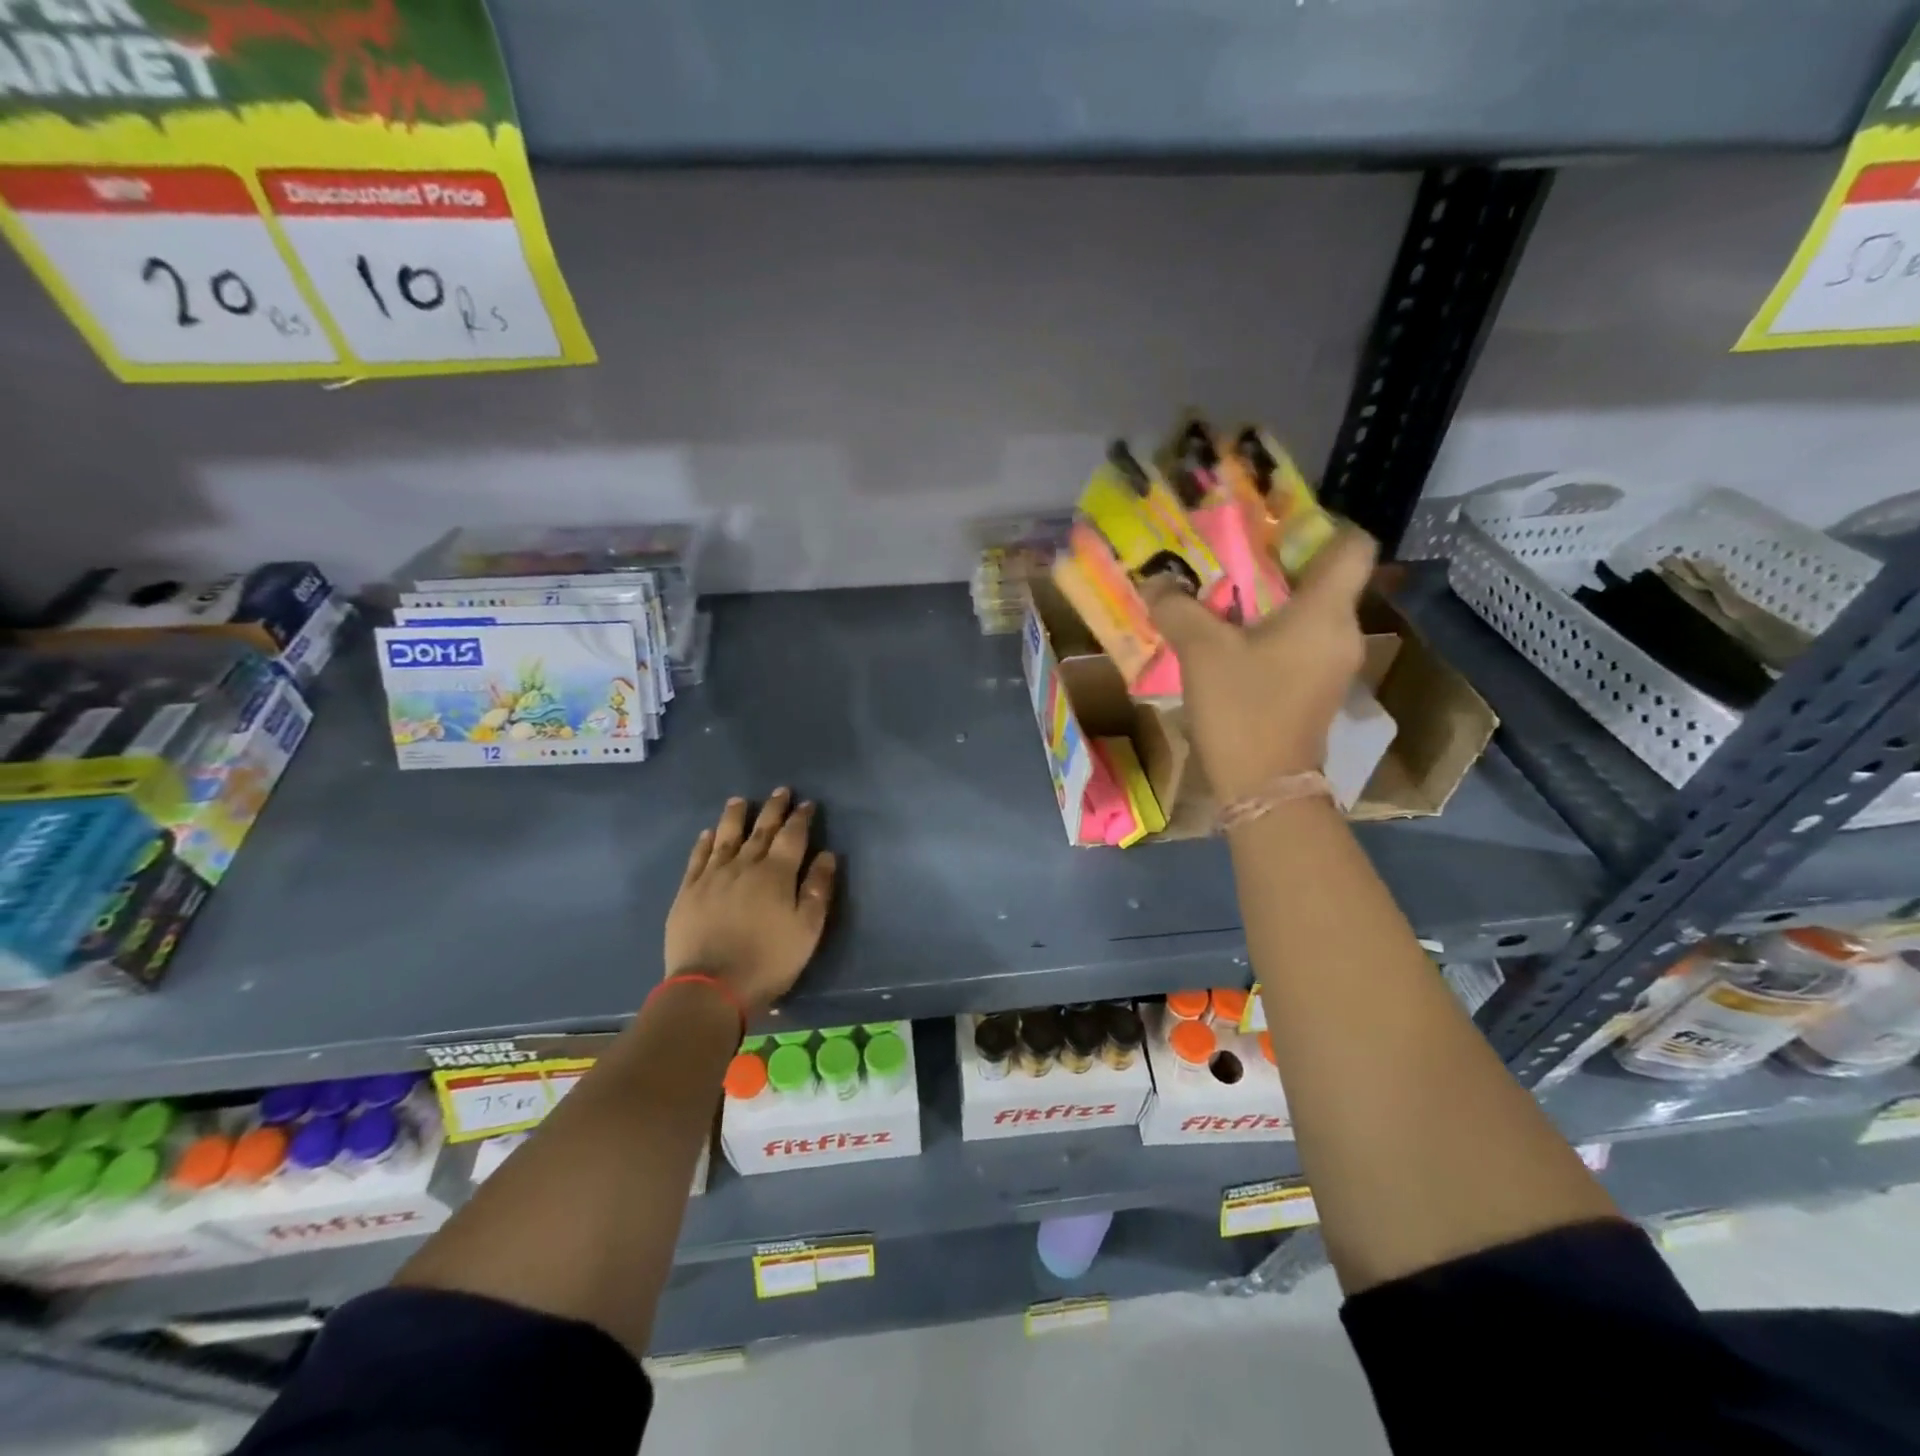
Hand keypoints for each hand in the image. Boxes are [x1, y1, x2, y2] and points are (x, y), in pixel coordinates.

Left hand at [663, 789, 836, 1014]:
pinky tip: (708, 833)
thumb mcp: (807, 929)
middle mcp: (744, 865)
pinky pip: (698, 858)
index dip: (801, 818)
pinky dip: (705, 842)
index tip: (807, 804)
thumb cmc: (768, 960)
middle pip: (761, 830)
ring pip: (726, 837)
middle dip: (773, 809)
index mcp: (776, 874)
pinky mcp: (689, 892)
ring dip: (735, 816)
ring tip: (740, 800)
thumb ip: (818, 889)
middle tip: (780, 791)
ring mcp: (713, 876)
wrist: (711, 987)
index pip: (792, 836)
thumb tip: (827, 855)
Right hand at [1145, 526, 1377, 803]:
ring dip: (1273, 601)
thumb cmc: (1243, 710)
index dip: (1325, 525)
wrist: (1265, 787)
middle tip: (1232, 558)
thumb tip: (1157, 582)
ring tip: (1224, 599)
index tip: (1278, 527)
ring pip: (1312, 612)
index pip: (1354, 545)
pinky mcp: (1318, 689)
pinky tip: (1233, 641)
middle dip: (1281, 563)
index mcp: (1327, 612)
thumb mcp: (1202, 652)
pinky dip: (1274, 632)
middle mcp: (1343, 632)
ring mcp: (1334, 664)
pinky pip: (1302, 642)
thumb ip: (1178, 609)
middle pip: (1327, 578)